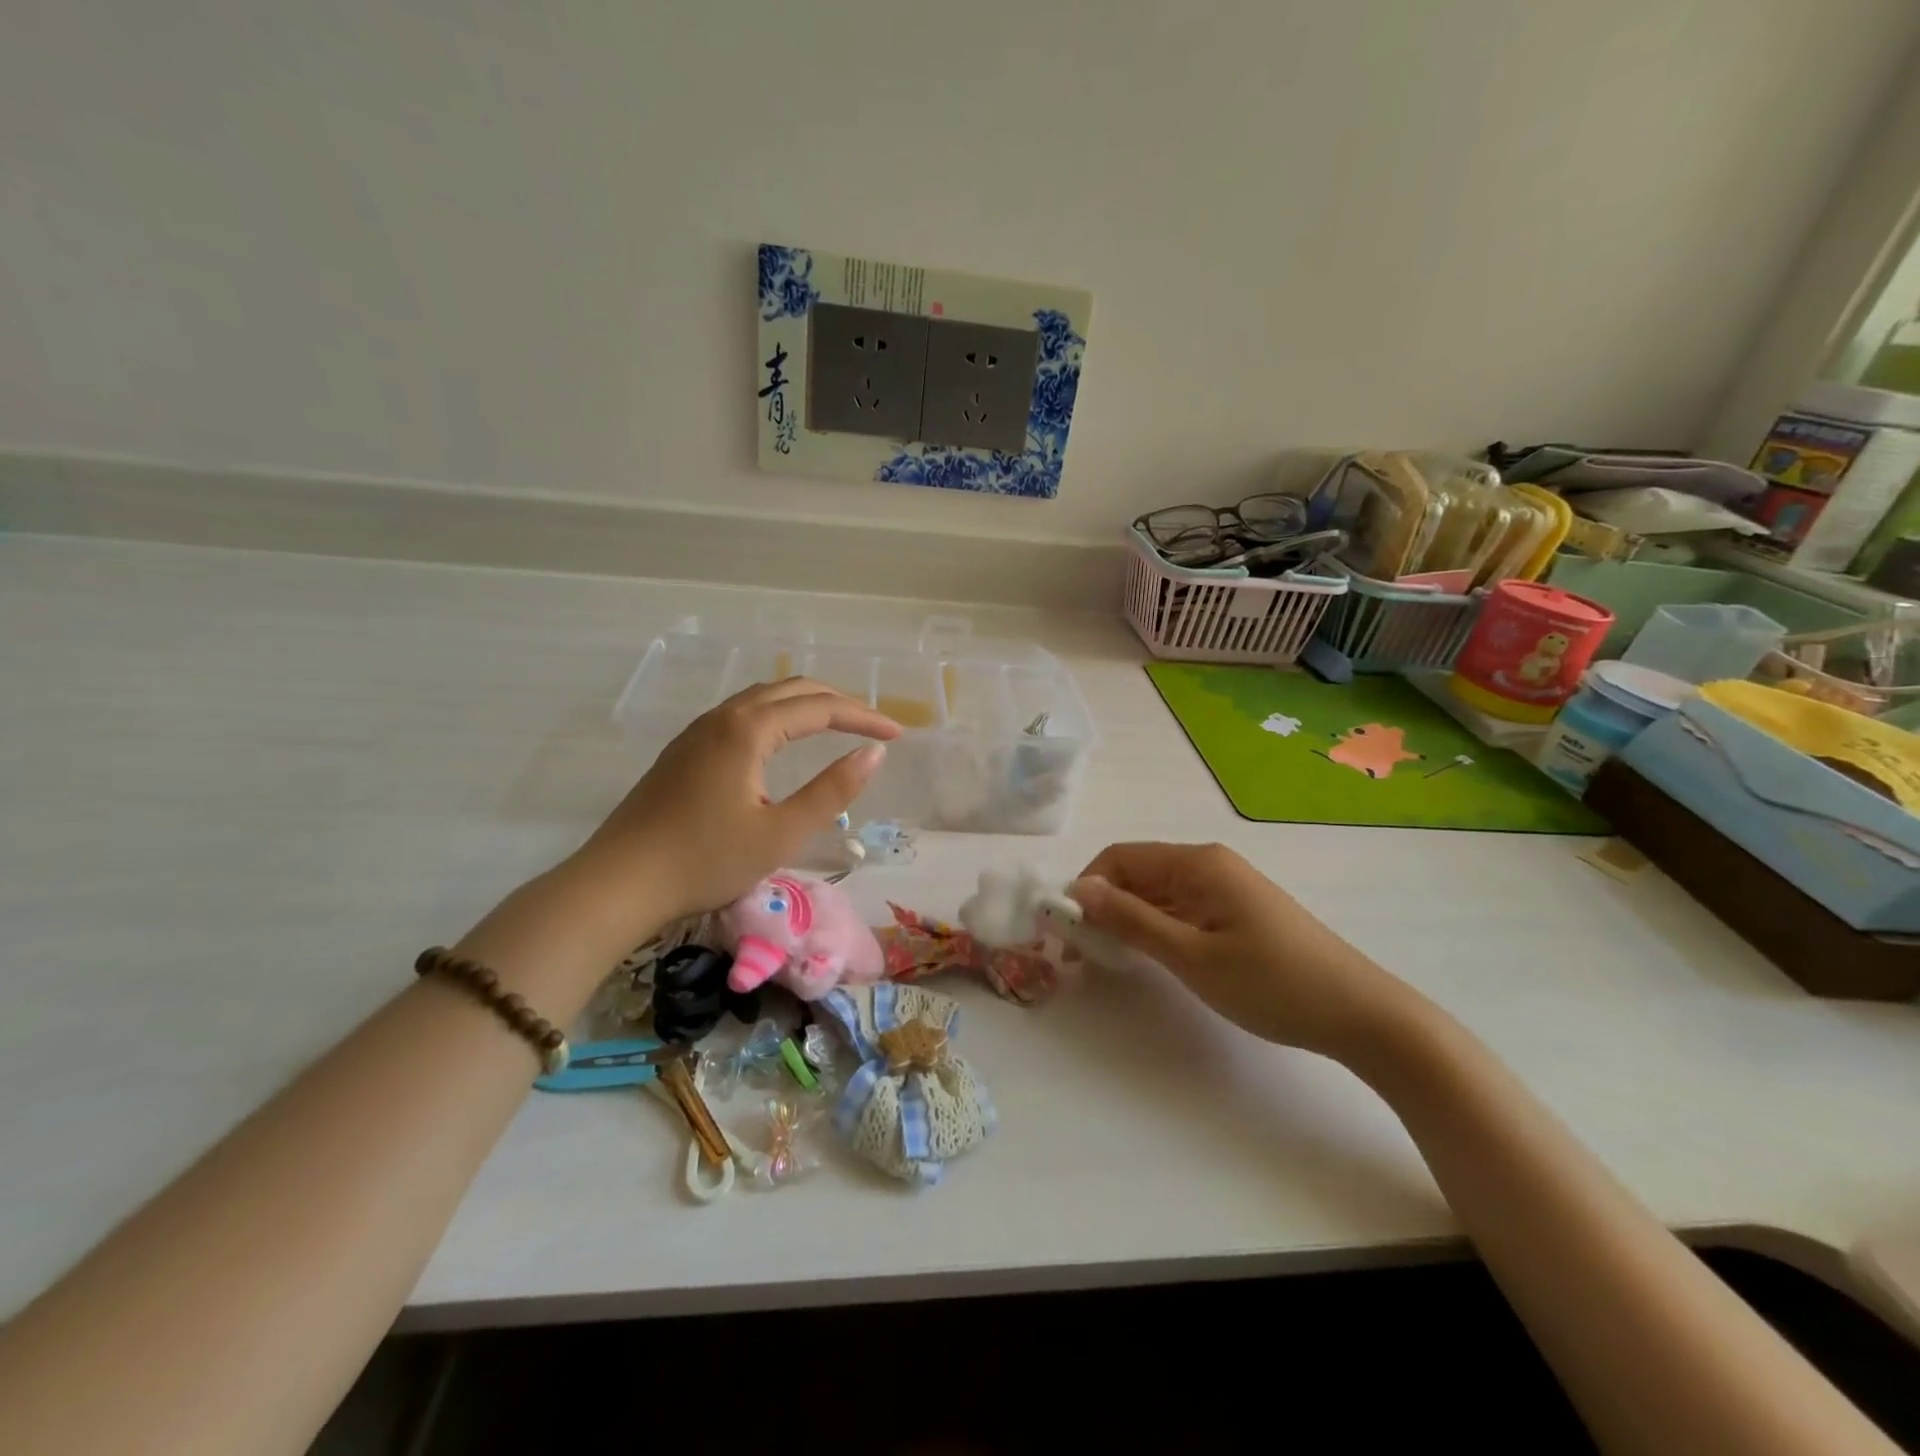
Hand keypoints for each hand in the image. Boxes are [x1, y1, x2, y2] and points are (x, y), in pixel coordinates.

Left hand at [574, 678, 899, 926]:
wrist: (619, 883)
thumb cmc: (705, 861)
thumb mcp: (781, 834)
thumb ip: (832, 791)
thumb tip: (874, 753)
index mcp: (748, 730)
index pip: (820, 707)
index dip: (863, 716)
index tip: (898, 733)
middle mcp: (723, 717)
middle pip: (791, 689)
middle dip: (838, 702)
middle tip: (873, 725)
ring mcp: (698, 731)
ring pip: (763, 698)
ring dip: (805, 704)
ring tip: (837, 725)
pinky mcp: (684, 750)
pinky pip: (743, 714)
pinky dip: (778, 715)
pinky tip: (783, 741)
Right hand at [1070, 842, 1418, 1061]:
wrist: (1360, 1014)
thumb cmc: (1271, 983)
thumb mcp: (1191, 956)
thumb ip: (1131, 919)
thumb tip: (1078, 890)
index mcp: (1197, 863)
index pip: (1119, 858)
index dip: (1086, 889)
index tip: (1066, 931)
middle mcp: (1208, 863)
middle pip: (1136, 873)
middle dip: (1103, 907)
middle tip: (1082, 955)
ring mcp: (1225, 887)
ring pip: (1156, 893)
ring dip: (1127, 920)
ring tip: (1110, 961)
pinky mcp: (1236, 910)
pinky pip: (1180, 908)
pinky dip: (1155, 928)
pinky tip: (1150, 958)